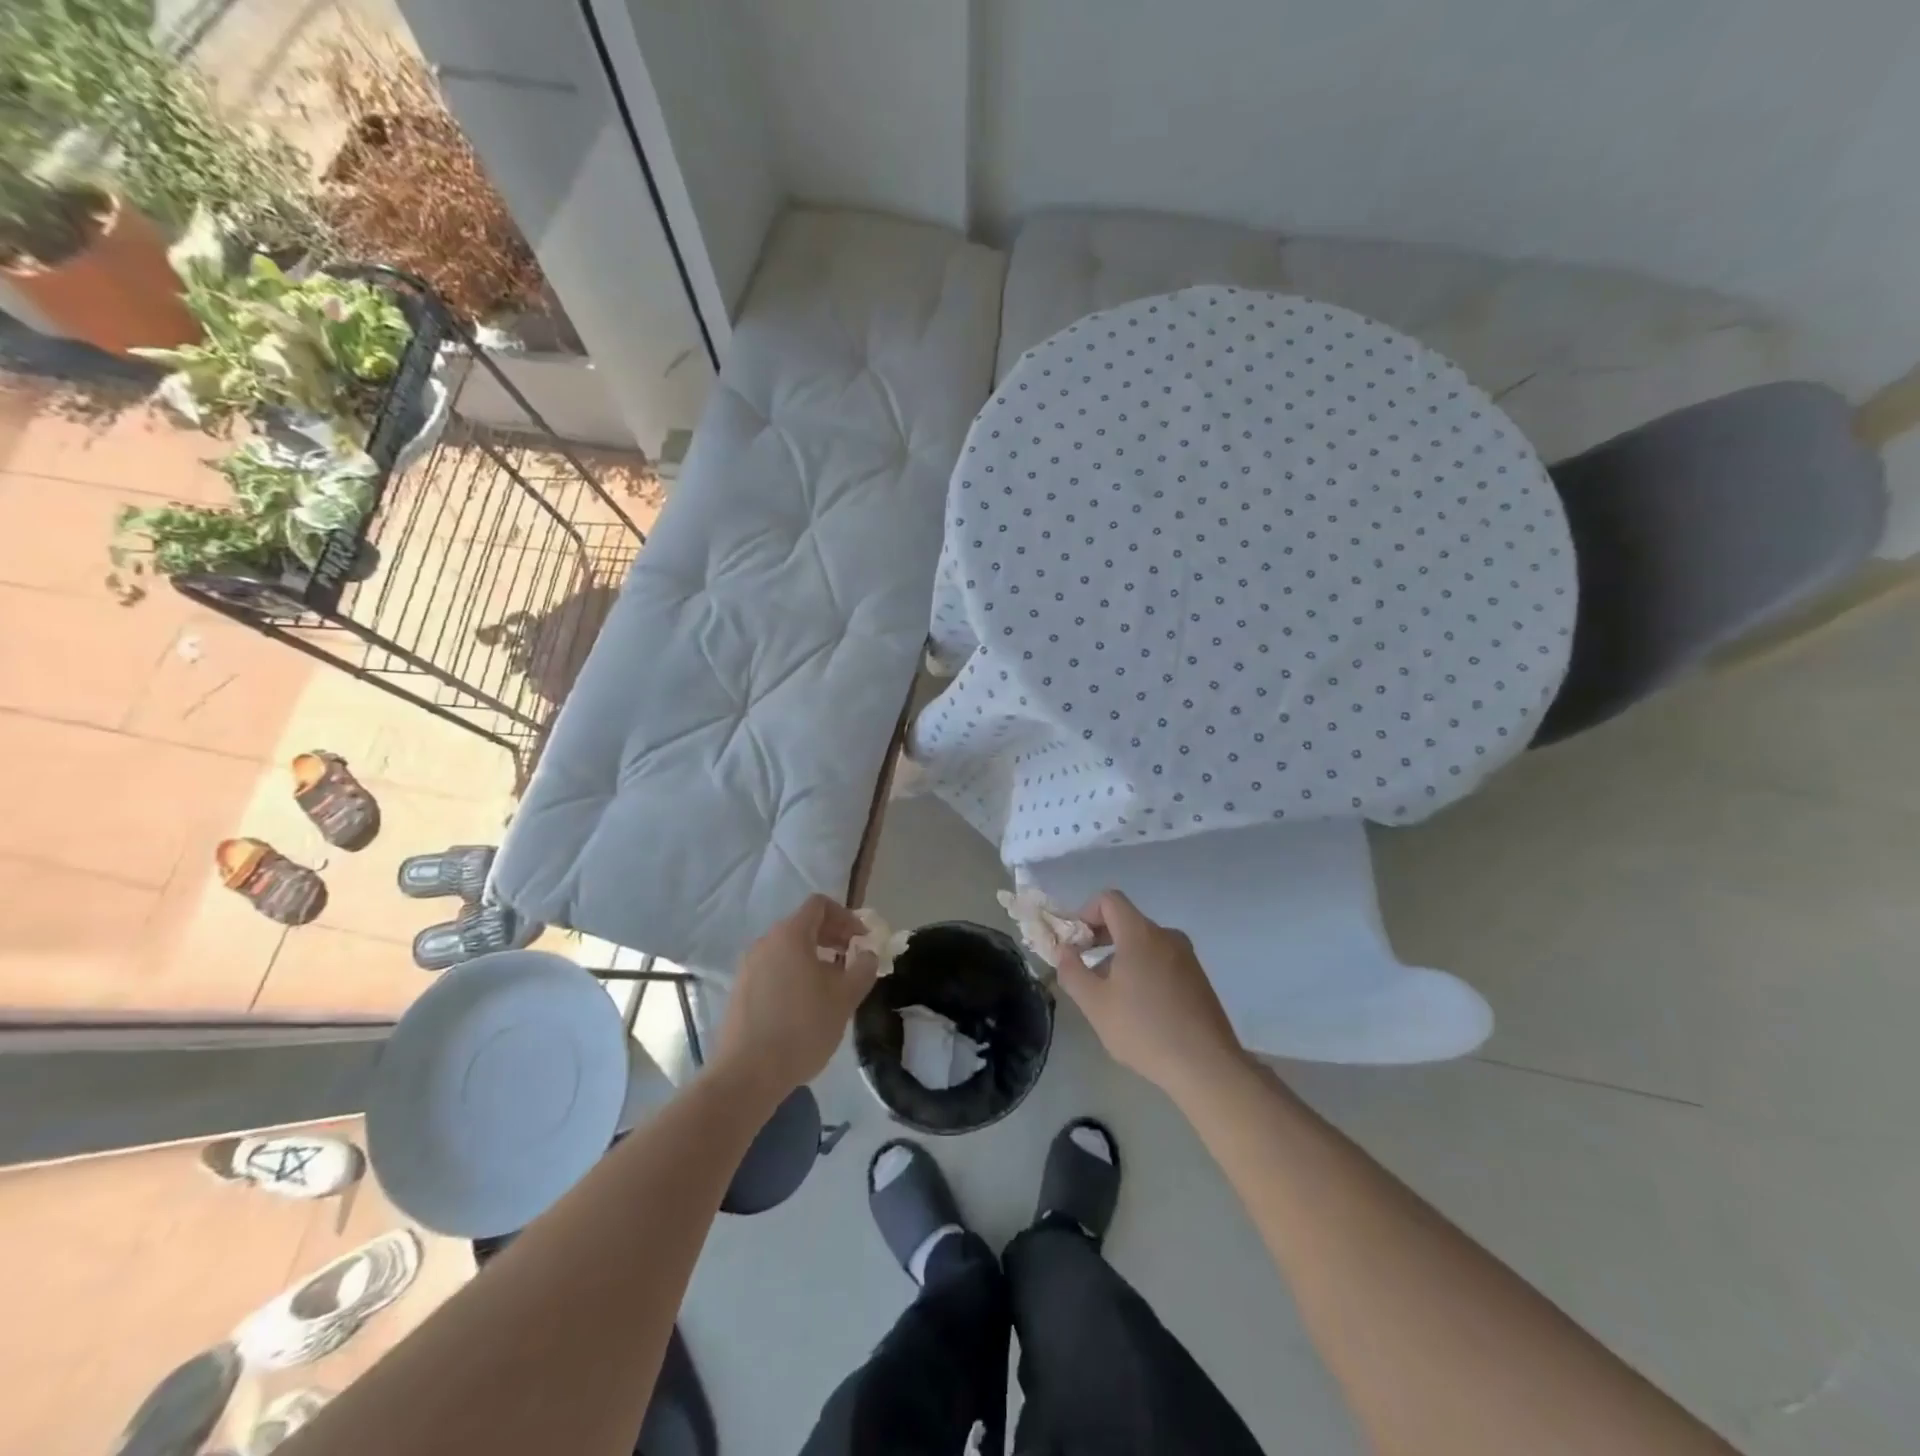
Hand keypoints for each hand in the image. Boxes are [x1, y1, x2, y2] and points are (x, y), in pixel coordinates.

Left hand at [715, 894, 879, 1103]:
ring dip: (814, 957)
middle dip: (832, 937)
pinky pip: (773, 968)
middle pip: (803, 925)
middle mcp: (765, 942)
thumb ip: (862, 968)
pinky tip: (805, 1005)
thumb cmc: (802, 1028)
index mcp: (790, 935)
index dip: (846, 917)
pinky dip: (794, 973)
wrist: (747, 1074)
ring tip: (831, 986)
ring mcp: (748, 966)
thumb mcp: (845, 998)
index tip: (861, 941)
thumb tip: (866, 954)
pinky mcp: (740, 990)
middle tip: (852, 961)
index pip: (819, 905)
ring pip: (787, 949)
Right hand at [1057, 890, 1246, 1100]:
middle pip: (1126, 920)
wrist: (1206, 1066)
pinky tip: (1140, 1008)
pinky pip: (1162, 960)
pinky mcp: (1198, 978)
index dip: (1085, 913)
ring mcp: (1187, 956)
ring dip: (1121, 958)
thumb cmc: (1144, 1030)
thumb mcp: (1095, 1004)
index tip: (1075, 944)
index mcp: (1140, 934)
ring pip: (1144, 943)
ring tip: (1112, 996)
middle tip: (1086, 971)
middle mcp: (1166, 936)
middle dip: (1100, 939)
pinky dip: (1144, 970)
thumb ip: (1072, 971)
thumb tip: (1064, 950)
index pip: (1109, 899)